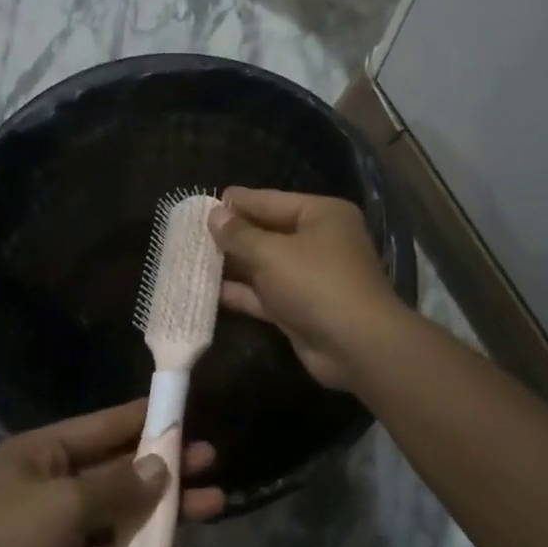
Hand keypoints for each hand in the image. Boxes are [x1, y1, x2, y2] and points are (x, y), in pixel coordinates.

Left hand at [0, 401, 224, 546]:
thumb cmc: (1, 545)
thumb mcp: (63, 506)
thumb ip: (117, 486)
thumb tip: (160, 465)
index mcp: (46, 453)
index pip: (108, 426)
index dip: (149, 420)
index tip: (192, 416)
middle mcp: (53, 486)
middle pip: (120, 471)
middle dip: (165, 470)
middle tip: (212, 468)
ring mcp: (56, 533)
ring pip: (120, 516)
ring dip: (160, 516)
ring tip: (210, 511)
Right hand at [207, 187, 409, 393]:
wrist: (356, 345)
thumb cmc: (316, 282)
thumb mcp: (272, 253)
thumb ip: (239, 235)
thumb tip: (214, 215)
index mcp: (322, 215)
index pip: (272, 200)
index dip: (239, 202)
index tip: (205, 203)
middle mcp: (319, 241)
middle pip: (268, 232)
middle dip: (233, 235)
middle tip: (191, 232)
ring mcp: (311, 277)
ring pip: (265, 265)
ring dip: (233, 265)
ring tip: (192, 259)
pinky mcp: (301, 308)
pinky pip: (266, 294)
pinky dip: (242, 293)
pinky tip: (209, 291)